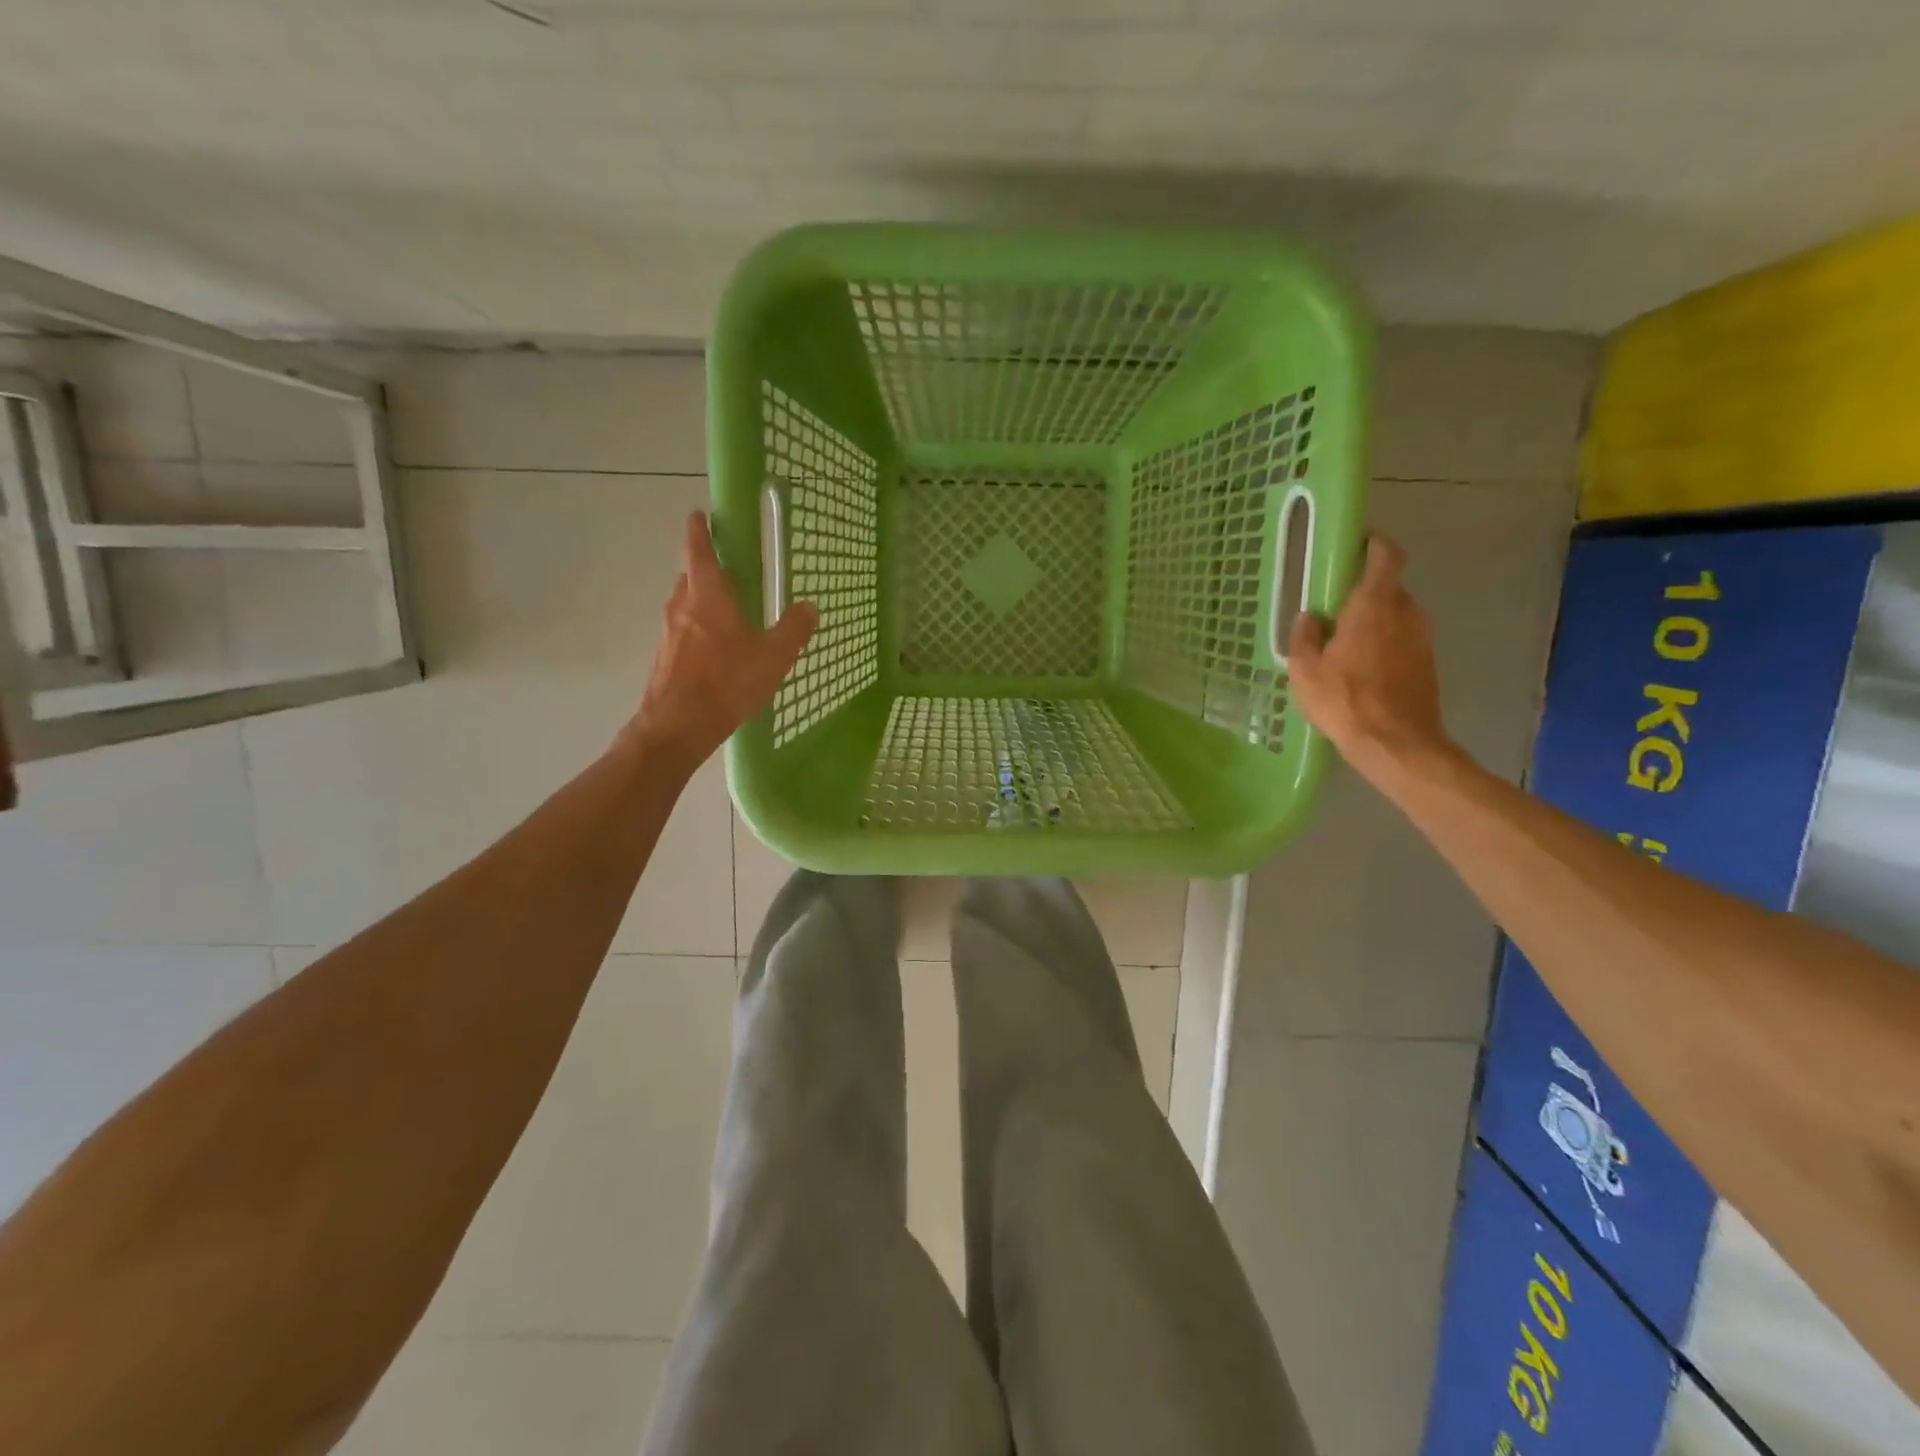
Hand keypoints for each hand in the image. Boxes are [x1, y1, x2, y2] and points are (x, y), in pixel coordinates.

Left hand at [628, 512, 816, 774]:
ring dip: (704, 600)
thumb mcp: (773, 657)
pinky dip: (699, 627)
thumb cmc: (726, 683)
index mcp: (707, 596)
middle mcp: (681, 606)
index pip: (698, 550)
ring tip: (730, 612)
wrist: (677, 726)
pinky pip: (683, 629)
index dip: (699, 530)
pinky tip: (718, 649)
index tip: (699, 515)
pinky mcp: (664, 656)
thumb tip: (809, 606)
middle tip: (732, 572)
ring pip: (686, 604)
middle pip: (691, 576)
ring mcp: (668, 632)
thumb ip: (793, 629)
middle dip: (708, 569)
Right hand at [1287, 535, 1452, 777]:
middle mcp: (1406, 612)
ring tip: (1346, 644)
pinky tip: (1363, 670)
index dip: (1375, 544)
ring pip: (1397, 616)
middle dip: (1365, 592)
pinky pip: (1404, 641)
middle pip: (1389, 588)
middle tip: (1336, 609)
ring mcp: (1423, 638)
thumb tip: (1309, 617)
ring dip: (1375, 622)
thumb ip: (1305, 637)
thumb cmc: (1345, 699)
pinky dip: (1385, 645)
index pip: (1386, 556)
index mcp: (1374, 604)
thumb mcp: (1305, 670)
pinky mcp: (1428, 663)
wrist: (1396, 743)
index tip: (1357, 543)